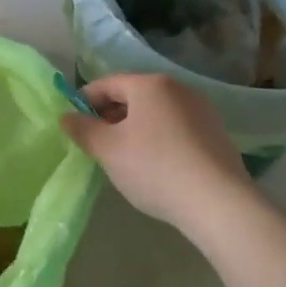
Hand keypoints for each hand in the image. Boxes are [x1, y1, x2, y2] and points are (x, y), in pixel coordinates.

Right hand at [61, 73, 252, 233]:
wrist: (218, 203)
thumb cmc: (155, 168)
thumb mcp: (109, 150)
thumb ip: (83, 129)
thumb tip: (66, 116)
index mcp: (150, 84)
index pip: (107, 83)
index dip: (85, 100)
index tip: (73, 122)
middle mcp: (178, 88)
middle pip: (133, 95)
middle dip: (110, 115)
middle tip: (96, 142)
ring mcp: (201, 110)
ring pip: (156, 112)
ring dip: (135, 127)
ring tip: (124, 156)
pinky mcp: (216, 134)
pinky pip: (177, 128)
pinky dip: (159, 138)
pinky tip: (155, 166)